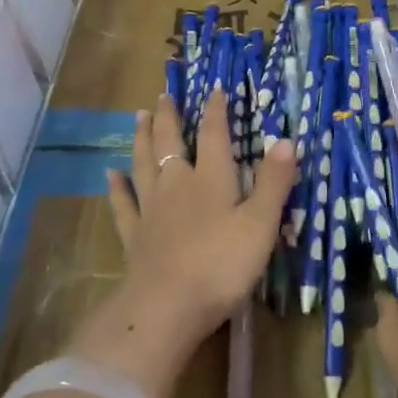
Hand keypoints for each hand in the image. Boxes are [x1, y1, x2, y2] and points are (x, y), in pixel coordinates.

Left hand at [77, 89, 295, 397]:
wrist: (166, 307)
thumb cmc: (222, 265)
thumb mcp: (261, 224)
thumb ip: (274, 182)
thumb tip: (286, 140)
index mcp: (211, 179)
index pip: (214, 135)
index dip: (215, 111)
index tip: (214, 89)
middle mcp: (177, 185)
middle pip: (170, 143)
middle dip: (169, 117)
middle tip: (163, 95)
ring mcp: (151, 210)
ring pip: (144, 165)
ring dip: (142, 139)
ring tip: (139, 117)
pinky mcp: (134, 237)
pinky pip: (123, 204)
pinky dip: (117, 187)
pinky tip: (111, 175)